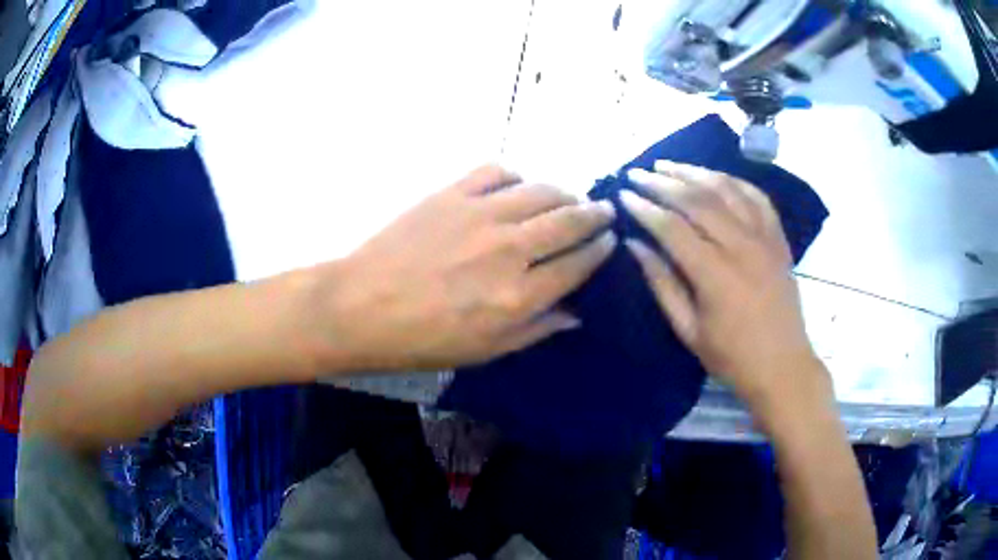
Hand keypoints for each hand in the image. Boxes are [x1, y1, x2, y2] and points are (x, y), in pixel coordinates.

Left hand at [316, 165, 615, 371]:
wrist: (360, 307)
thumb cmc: (421, 340)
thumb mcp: (485, 352)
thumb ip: (536, 329)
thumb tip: (576, 313)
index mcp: (519, 295)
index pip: (579, 264)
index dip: (601, 250)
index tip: (609, 241)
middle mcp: (510, 249)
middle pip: (570, 220)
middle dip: (596, 214)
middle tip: (604, 212)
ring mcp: (480, 214)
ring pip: (542, 190)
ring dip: (565, 193)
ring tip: (570, 198)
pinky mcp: (452, 193)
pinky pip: (497, 171)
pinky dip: (517, 175)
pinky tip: (518, 185)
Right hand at [622, 161, 824, 409]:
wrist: (783, 366)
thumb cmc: (732, 357)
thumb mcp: (688, 330)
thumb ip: (662, 283)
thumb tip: (635, 244)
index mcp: (715, 275)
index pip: (672, 227)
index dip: (645, 208)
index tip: (623, 195)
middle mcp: (742, 246)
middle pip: (697, 200)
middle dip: (663, 183)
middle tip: (638, 174)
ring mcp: (765, 238)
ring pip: (727, 190)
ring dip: (695, 172)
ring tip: (668, 165)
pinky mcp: (779, 238)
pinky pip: (757, 197)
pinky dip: (733, 181)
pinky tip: (715, 176)